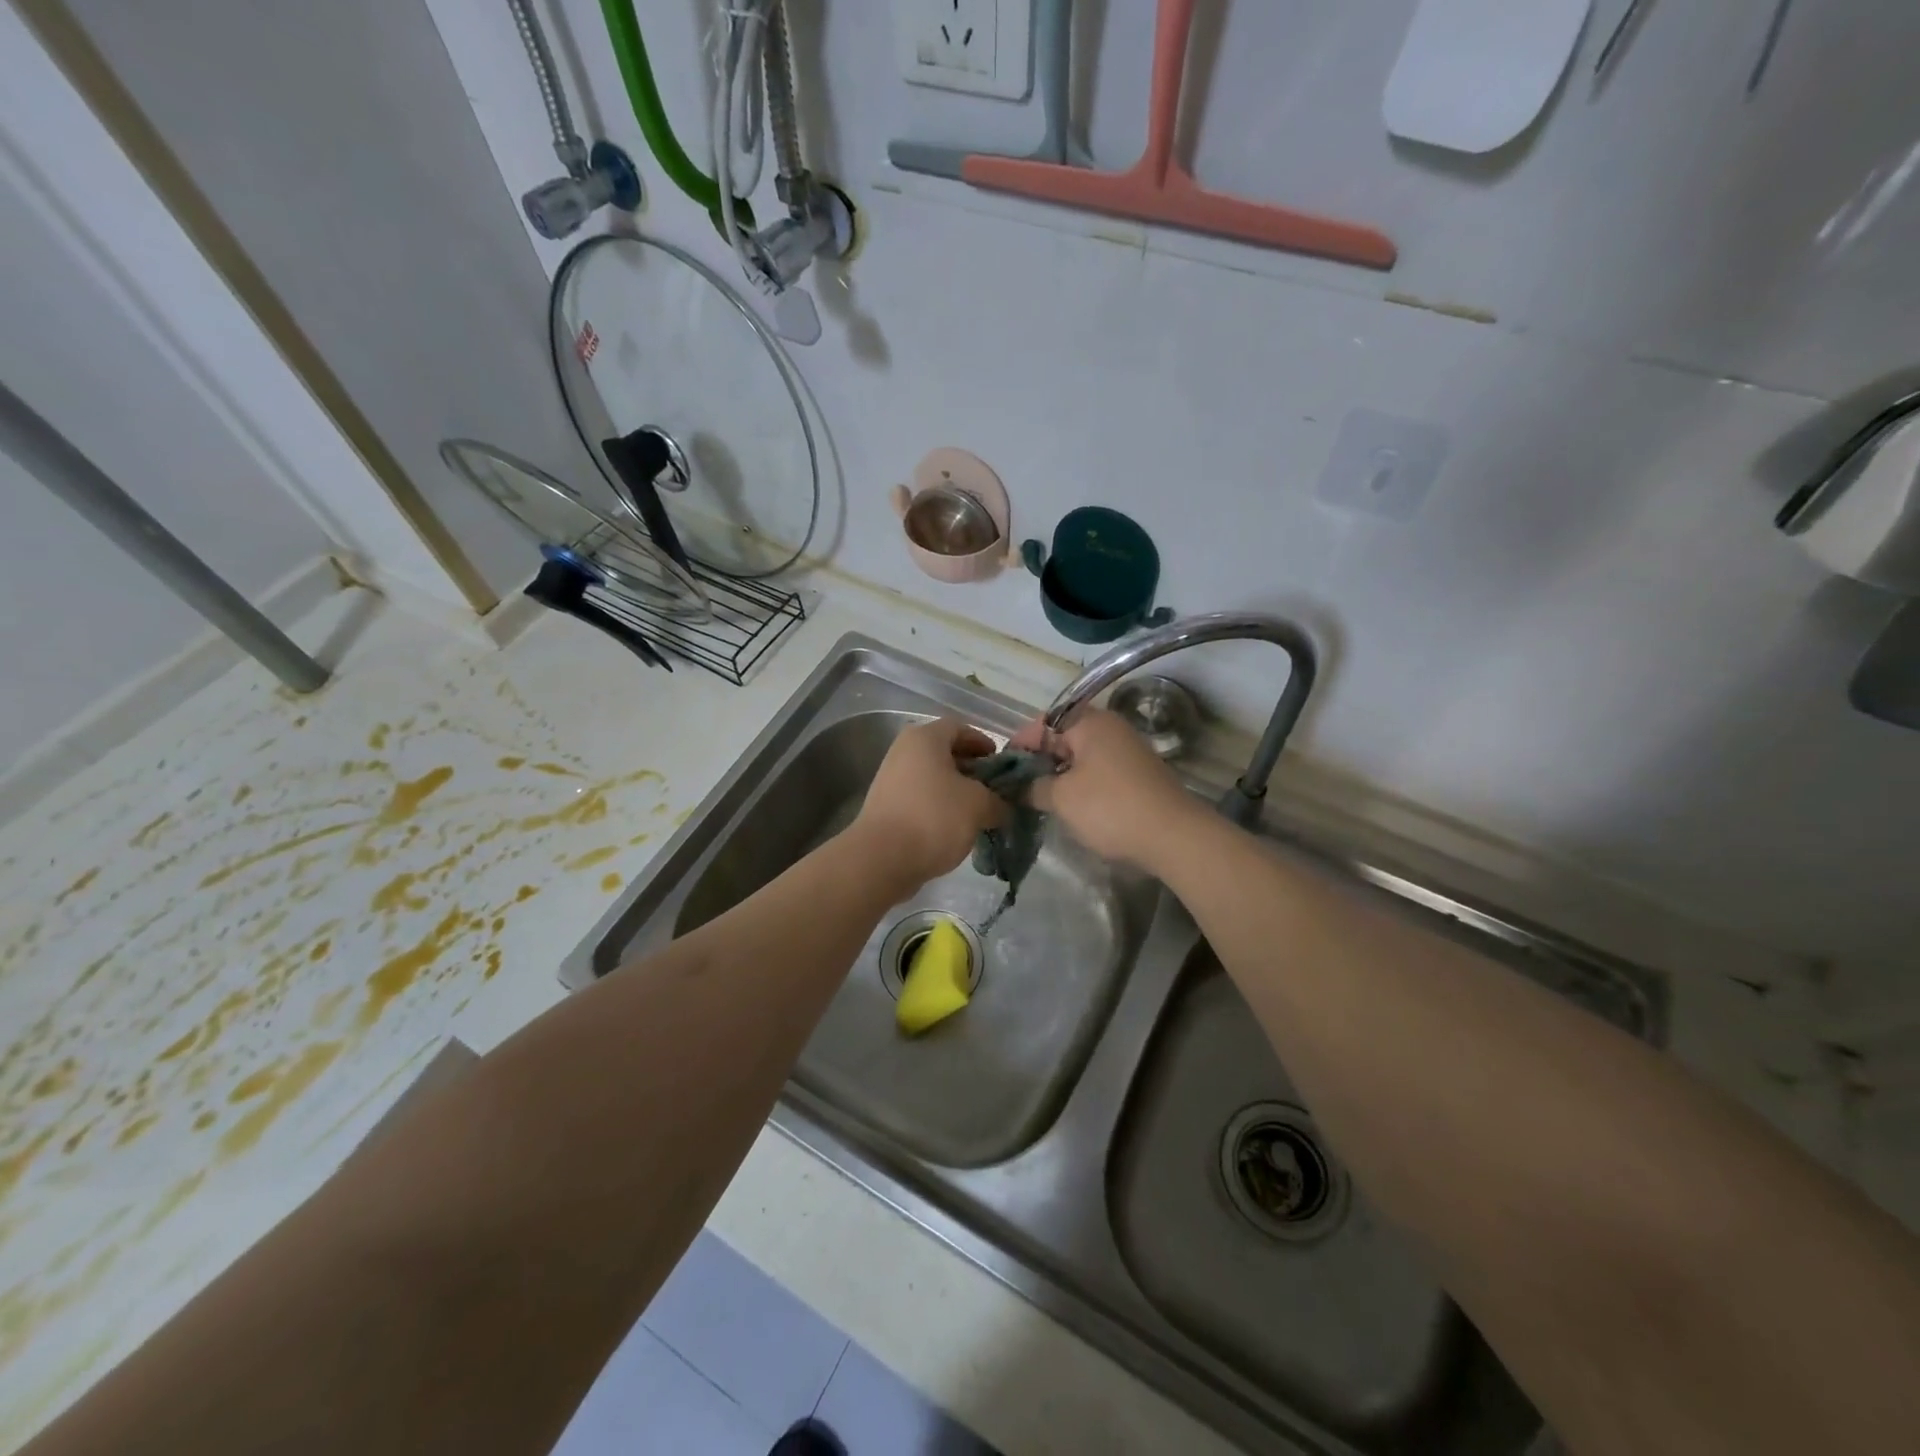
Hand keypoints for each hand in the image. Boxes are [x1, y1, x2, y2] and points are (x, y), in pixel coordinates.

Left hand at [849, 718, 1005, 893]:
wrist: (882, 859)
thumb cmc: (934, 818)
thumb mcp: (979, 806)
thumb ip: (998, 801)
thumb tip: (1003, 807)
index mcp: (924, 738)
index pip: (959, 728)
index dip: (983, 742)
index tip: (1000, 764)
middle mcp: (903, 752)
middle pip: (944, 753)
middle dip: (972, 770)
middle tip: (994, 790)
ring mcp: (891, 780)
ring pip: (933, 778)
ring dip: (957, 792)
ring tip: (979, 812)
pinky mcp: (886, 807)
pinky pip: (921, 799)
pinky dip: (940, 808)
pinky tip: (956, 828)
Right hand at [1012, 709, 1196, 870]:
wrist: (1174, 836)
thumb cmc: (1110, 808)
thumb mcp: (1061, 798)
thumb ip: (1033, 787)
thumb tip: (1016, 786)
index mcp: (1089, 722)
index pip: (1041, 724)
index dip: (1017, 746)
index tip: (1000, 772)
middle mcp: (1109, 727)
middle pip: (1061, 738)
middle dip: (1037, 762)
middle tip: (1016, 789)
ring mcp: (1127, 750)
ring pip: (1080, 756)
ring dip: (1058, 775)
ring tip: (1039, 800)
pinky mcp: (1137, 773)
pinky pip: (1098, 770)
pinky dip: (1080, 784)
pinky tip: (1070, 807)